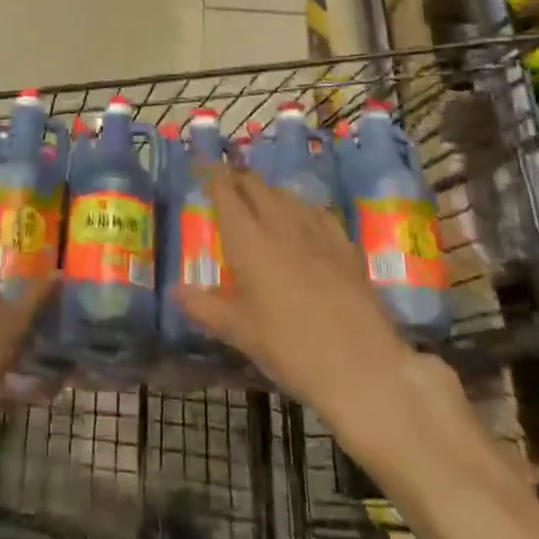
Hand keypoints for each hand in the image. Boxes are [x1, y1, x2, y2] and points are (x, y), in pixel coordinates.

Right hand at [178, 167, 433, 426]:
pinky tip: (303, 221)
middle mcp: (280, 225)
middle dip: (239, 179)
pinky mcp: (345, 246)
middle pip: (257, 186)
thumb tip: (176, 290)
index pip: (227, 192)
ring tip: (260, 201)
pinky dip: (301, 209)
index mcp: (248, 240)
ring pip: (287, 195)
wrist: (363, 367)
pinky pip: (318, 213)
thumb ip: (205, 307)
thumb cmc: (290, 349)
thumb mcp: (240, 333)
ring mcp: (317, 232)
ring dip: (268, 192)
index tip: (204, 171)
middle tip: (227, 186)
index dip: (213, 177)